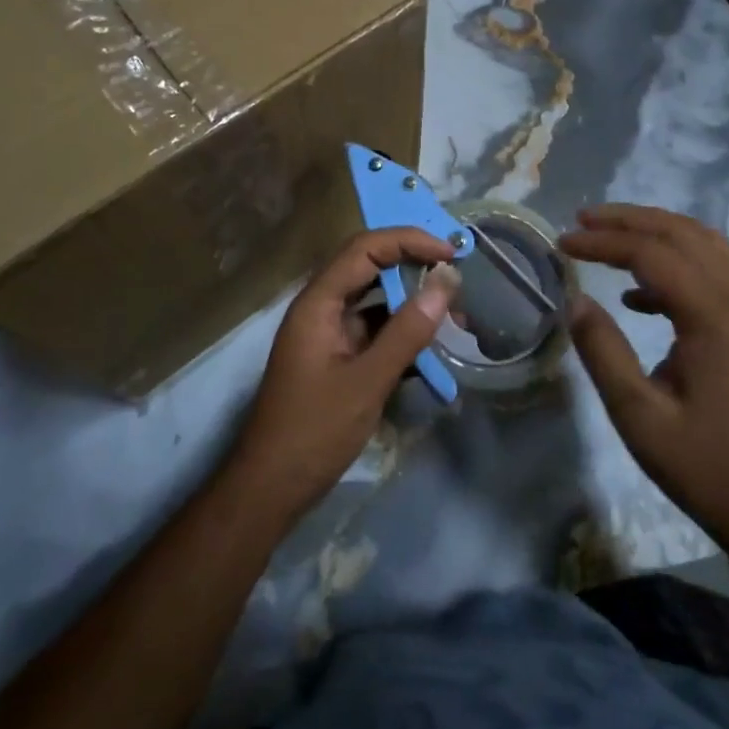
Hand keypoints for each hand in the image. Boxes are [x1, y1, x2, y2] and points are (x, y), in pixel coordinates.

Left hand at [227, 227, 460, 522]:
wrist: (271, 487)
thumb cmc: (314, 431)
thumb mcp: (368, 381)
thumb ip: (408, 330)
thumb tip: (446, 281)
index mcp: (318, 302)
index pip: (365, 248)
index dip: (409, 241)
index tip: (451, 253)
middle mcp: (321, 307)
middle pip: (370, 267)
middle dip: (414, 267)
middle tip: (458, 279)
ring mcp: (328, 333)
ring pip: (375, 300)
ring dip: (412, 303)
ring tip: (455, 317)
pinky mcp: (337, 357)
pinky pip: (374, 330)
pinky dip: (402, 332)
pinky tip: (432, 348)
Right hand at [559, 205, 728, 581]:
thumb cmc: (702, 466)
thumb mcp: (638, 416)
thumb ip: (603, 351)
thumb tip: (575, 300)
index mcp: (716, 321)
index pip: (654, 255)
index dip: (605, 242)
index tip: (562, 243)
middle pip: (683, 234)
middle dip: (629, 220)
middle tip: (581, 219)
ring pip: (704, 244)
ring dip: (654, 231)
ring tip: (607, 234)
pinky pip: (713, 271)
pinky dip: (673, 262)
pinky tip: (636, 294)